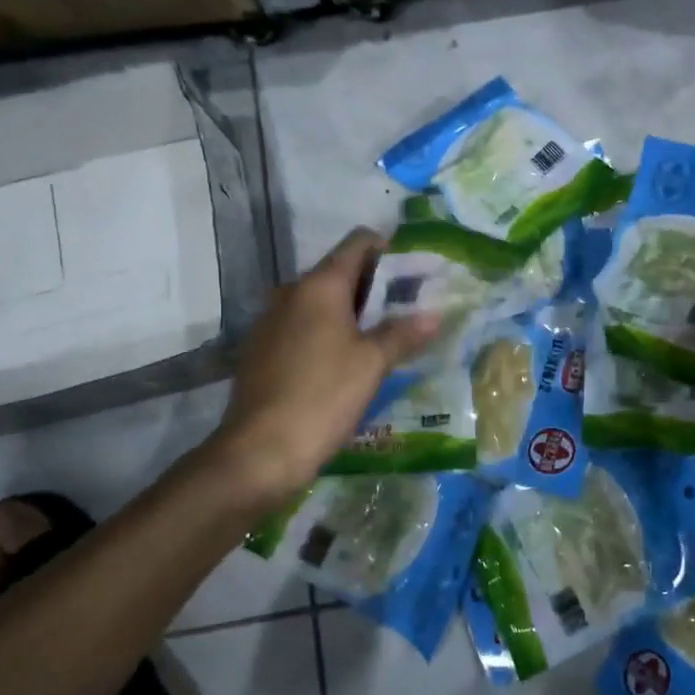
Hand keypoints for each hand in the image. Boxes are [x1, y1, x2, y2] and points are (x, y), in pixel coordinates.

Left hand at [209, 228, 438, 505]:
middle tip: (408, 309)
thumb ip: (403, 333)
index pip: (358, 243)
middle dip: (375, 286)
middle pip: (340, 272)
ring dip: (351, 312)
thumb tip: (434, 314)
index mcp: (319, 285)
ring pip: (320, 302)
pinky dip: (327, 333)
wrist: (260, 451)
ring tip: (383, 337)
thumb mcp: (373, 364)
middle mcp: (291, 292)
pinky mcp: (261, 350)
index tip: (414, 272)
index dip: (388, 250)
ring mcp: (271, 321)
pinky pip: (302, 326)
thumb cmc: (323, 396)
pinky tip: (346, 363)